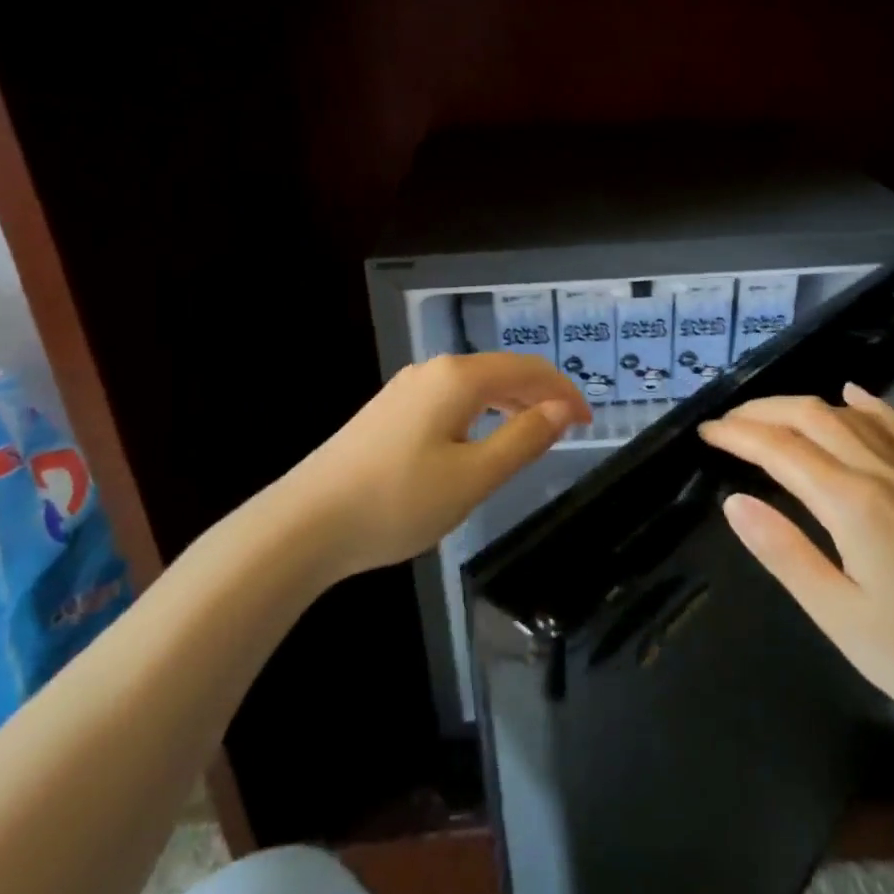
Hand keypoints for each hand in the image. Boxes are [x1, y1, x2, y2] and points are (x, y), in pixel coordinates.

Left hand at [282, 353, 591, 583]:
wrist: (304, 524)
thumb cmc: (398, 502)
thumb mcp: (474, 476)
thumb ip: (524, 439)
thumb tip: (563, 408)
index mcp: (458, 378)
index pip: (528, 370)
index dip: (564, 391)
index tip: (589, 422)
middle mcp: (432, 371)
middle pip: (500, 371)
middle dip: (539, 394)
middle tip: (567, 429)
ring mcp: (405, 389)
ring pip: (473, 386)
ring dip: (509, 403)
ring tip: (532, 434)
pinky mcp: (387, 411)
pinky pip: (449, 400)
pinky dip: (479, 413)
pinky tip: (478, 441)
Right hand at [697, 384, 893, 736]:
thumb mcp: (838, 615)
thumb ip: (784, 552)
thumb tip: (734, 502)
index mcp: (851, 504)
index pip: (780, 450)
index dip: (738, 436)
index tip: (705, 433)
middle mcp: (881, 473)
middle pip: (811, 417)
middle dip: (762, 412)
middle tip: (725, 423)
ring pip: (848, 416)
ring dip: (801, 406)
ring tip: (766, 416)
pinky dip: (867, 405)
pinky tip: (851, 394)